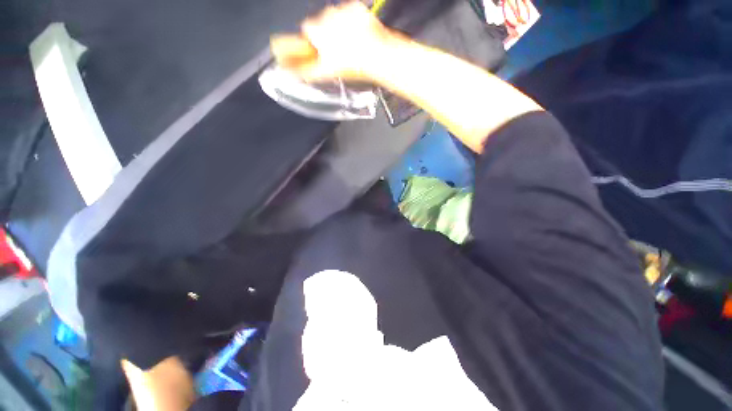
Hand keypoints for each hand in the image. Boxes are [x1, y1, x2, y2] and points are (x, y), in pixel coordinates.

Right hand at [271, 2, 397, 81]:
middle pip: (321, 22)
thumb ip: (307, 70)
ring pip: (335, 17)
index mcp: (317, 30)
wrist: (377, 55)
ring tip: (350, 45)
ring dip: (339, 28)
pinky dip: (352, 22)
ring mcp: (342, 10)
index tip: (320, 48)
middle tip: (337, 50)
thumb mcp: (327, 72)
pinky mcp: (356, 8)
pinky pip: (350, 13)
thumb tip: (292, 72)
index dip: (313, 40)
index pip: (307, 29)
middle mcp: (327, 15)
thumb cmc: (352, 65)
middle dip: (326, 34)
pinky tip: (358, 36)